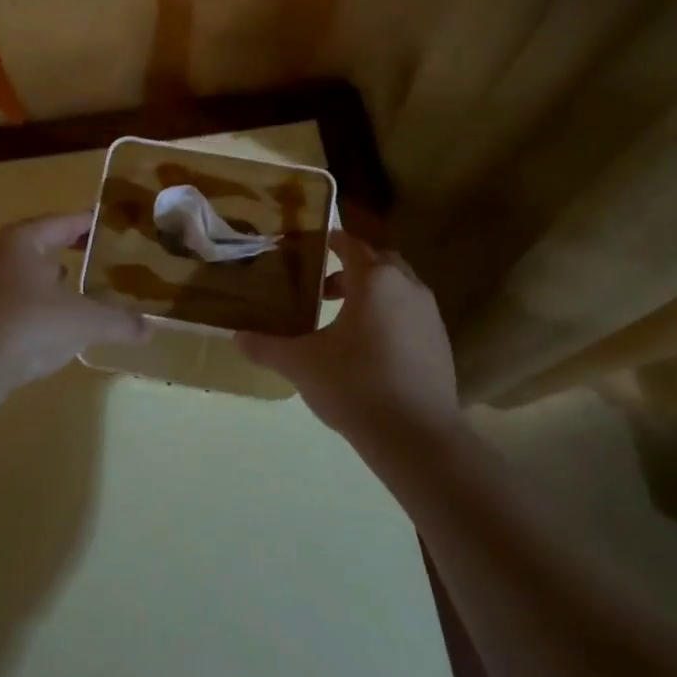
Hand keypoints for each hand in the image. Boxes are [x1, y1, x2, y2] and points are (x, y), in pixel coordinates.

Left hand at [0, 213, 148, 387]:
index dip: (89, 224)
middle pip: (40, 243)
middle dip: (68, 248)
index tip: (110, 226)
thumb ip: (119, 322)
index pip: (62, 222)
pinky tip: (52, 319)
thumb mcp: (84, 322)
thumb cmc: (28, 327)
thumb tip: (149, 329)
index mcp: (22, 240)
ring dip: (49, 276)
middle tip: (98, 255)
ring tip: (78, 286)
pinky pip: (12, 296)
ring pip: (24, 271)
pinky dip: (35, 300)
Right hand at [235, 230, 458, 440]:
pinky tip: (368, 350)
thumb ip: (266, 347)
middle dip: (351, 269)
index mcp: (375, 280)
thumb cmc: (355, 386)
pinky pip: (410, 315)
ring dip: (371, 295)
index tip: (308, 247)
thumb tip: (236, 337)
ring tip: (341, 320)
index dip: (330, 240)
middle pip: (378, 262)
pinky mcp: (440, 342)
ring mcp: (429, 315)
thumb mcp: (301, 365)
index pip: (351, 244)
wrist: (416, 436)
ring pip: (397, 289)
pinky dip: (389, 318)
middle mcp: (408, 287)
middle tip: (321, 288)